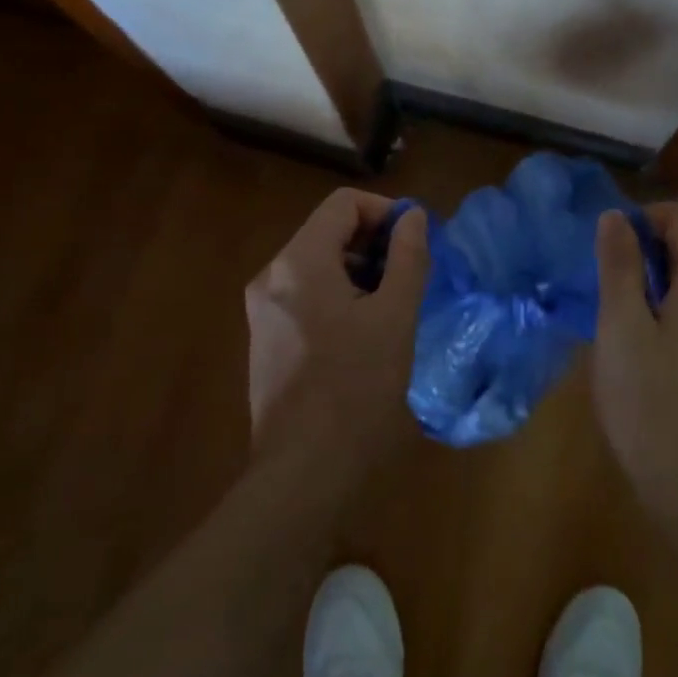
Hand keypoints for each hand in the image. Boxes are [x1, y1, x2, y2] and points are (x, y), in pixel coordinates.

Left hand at [244, 189, 429, 471]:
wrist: (303, 473)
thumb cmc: (356, 388)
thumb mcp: (395, 316)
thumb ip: (408, 257)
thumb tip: (414, 217)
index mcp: (299, 262)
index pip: (344, 203)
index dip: (385, 211)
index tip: (415, 241)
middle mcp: (271, 275)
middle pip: (328, 230)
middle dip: (374, 242)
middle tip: (411, 273)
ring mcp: (262, 309)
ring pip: (317, 263)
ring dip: (359, 269)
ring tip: (393, 303)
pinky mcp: (264, 337)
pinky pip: (305, 293)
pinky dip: (338, 293)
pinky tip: (364, 330)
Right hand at [591, 203, 677, 542]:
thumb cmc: (652, 404)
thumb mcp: (621, 327)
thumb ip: (619, 265)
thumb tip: (616, 216)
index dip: (647, 218)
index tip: (611, 245)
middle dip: (649, 251)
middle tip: (608, 283)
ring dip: (658, 281)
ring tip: (618, 314)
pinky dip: (673, 308)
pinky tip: (643, 346)